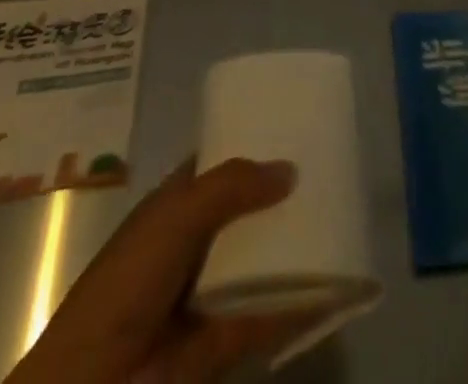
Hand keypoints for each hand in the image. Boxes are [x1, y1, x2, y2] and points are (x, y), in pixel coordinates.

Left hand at [7, 158, 323, 383]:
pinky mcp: (225, 339)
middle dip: (281, 194)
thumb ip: (232, 186)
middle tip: (330, 169)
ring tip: (341, 213)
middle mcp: (193, 243)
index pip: (217, 165)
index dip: (252, 146)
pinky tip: (334, 280)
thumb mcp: (176, 216)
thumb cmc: (127, 283)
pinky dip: (300, 300)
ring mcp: (209, 292)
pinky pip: (270, 312)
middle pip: (246, 210)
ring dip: (294, 243)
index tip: (295, 128)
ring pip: (260, 258)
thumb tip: (290, 169)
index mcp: (174, 207)